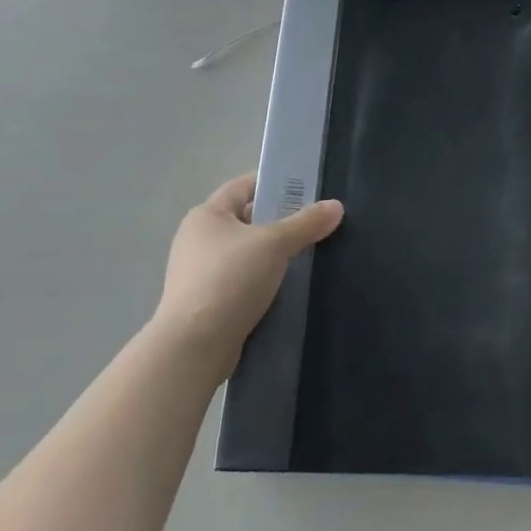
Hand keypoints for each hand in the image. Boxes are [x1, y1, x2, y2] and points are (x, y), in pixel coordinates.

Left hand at [153, 172, 343, 375]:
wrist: (194, 347)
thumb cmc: (229, 279)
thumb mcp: (274, 244)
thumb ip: (306, 223)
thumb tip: (336, 206)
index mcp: (206, 216)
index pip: (243, 187)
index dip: (272, 183)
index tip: (305, 188)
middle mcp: (198, 240)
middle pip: (246, 220)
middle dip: (278, 222)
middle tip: (313, 224)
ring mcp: (199, 274)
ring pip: (245, 254)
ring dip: (272, 256)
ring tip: (307, 257)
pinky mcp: (206, 305)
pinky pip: (241, 283)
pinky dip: (262, 282)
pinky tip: (286, 289)